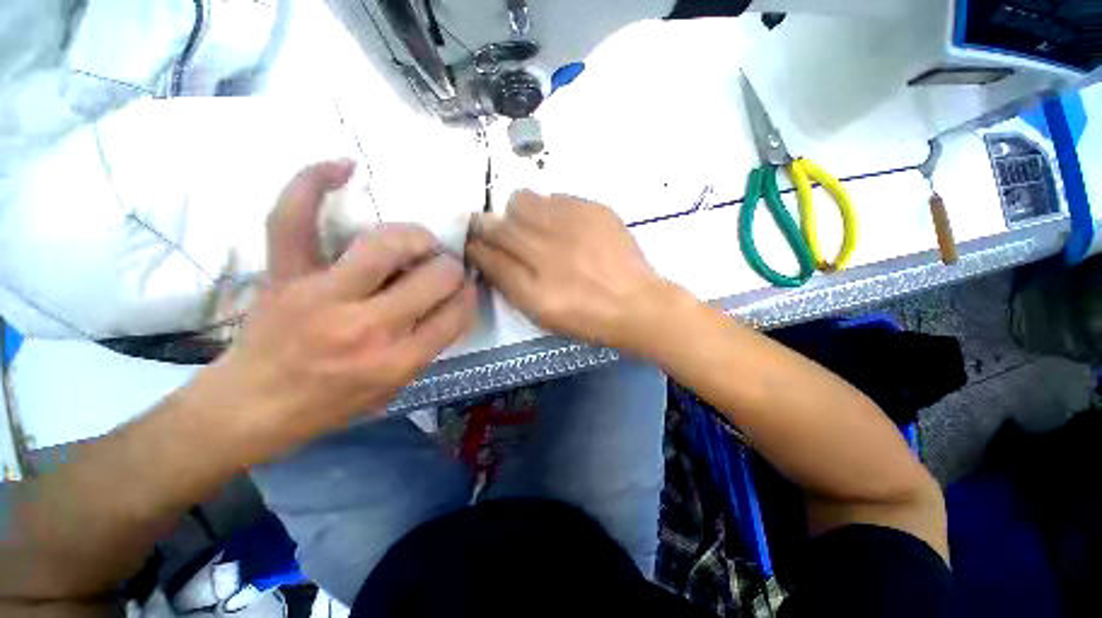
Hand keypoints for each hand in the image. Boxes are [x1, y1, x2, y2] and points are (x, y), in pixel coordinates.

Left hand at [200, 160, 476, 456]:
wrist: (250, 408)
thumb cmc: (329, 404)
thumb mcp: (395, 388)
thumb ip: (429, 345)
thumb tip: (452, 302)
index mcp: (396, 361)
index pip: (456, 313)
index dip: (467, 296)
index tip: (464, 289)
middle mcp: (366, 327)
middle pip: (435, 277)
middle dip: (450, 269)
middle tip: (441, 270)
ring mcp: (319, 296)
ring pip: (386, 243)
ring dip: (416, 237)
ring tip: (418, 242)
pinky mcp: (283, 275)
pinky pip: (292, 218)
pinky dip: (313, 185)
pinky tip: (343, 166)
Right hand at [467, 191, 677, 352]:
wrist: (638, 303)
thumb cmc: (588, 318)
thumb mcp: (543, 314)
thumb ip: (510, 284)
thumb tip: (487, 256)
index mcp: (534, 287)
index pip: (487, 254)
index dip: (475, 246)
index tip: (473, 243)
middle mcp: (548, 250)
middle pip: (499, 224)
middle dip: (488, 226)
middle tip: (496, 232)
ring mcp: (573, 225)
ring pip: (523, 200)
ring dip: (518, 213)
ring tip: (531, 226)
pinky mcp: (594, 210)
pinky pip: (556, 197)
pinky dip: (549, 208)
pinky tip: (562, 225)